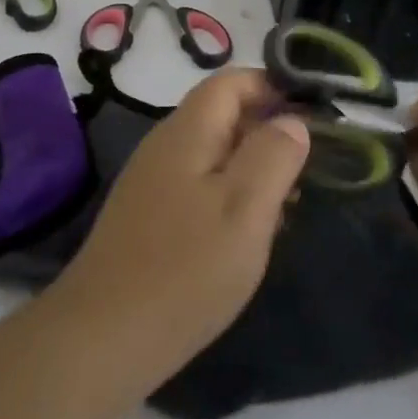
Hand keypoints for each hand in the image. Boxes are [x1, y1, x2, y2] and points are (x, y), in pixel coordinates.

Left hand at [48, 67, 309, 384]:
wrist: (104, 336)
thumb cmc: (185, 267)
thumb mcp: (245, 208)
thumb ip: (273, 155)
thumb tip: (291, 121)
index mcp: (188, 130)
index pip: (232, 81)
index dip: (273, 87)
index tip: (313, 116)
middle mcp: (166, 144)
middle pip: (223, 115)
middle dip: (268, 132)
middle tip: (309, 170)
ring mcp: (153, 181)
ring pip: (214, 154)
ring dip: (253, 169)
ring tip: (289, 206)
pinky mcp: (148, 216)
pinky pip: (199, 186)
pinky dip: (230, 196)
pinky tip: (248, 235)